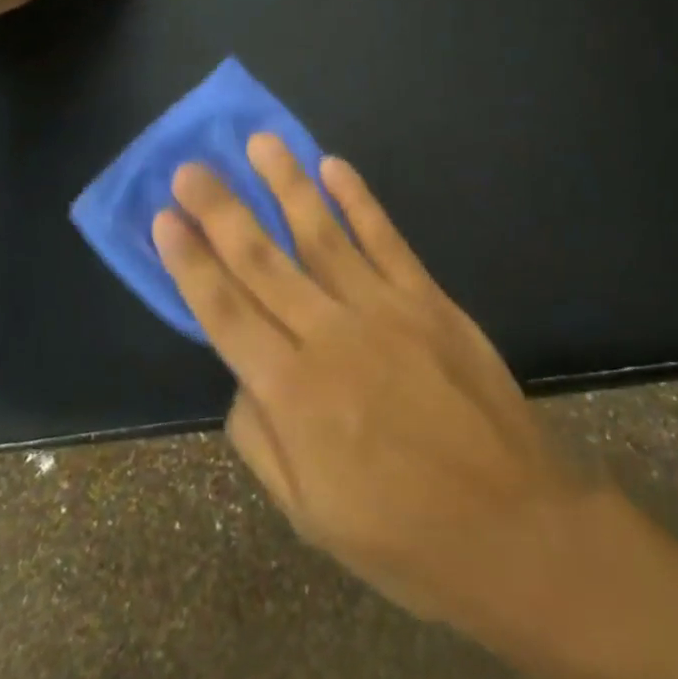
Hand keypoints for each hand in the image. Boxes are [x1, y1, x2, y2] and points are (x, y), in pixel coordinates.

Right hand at [151, 136, 590, 628]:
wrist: (512, 524)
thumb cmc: (403, 535)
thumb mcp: (310, 515)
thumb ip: (262, 439)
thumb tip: (242, 376)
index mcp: (293, 395)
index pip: (225, 312)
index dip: (190, 263)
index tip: (165, 218)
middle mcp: (329, 336)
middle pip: (263, 260)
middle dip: (222, 210)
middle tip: (193, 167)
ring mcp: (383, 309)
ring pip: (321, 234)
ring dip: (287, 184)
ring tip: (260, 143)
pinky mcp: (427, 298)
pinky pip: (385, 238)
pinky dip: (357, 200)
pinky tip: (333, 166)